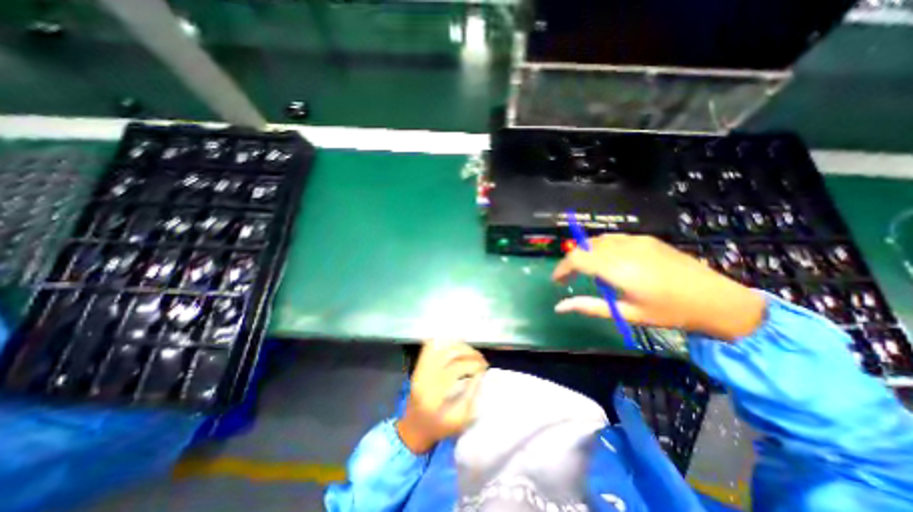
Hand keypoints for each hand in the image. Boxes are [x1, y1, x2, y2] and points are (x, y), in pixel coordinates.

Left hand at [396, 339, 488, 451]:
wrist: (414, 428)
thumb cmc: (439, 427)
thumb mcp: (460, 419)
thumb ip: (471, 394)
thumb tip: (481, 373)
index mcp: (434, 394)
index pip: (456, 367)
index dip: (473, 364)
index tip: (484, 367)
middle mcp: (424, 376)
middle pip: (449, 352)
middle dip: (469, 352)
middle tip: (481, 359)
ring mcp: (419, 368)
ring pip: (442, 346)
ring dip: (460, 346)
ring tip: (472, 354)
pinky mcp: (418, 364)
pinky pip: (431, 346)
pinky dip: (445, 343)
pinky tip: (457, 348)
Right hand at [552, 234, 764, 339]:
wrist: (718, 299)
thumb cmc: (670, 312)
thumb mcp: (627, 314)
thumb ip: (589, 307)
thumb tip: (559, 306)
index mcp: (618, 269)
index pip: (576, 259)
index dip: (561, 268)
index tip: (557, 281)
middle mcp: (624, 249)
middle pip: (583, 247)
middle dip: (571, 262)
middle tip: (570, 278)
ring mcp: (636, 241)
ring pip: (597, 240)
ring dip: (586, 253)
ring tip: (589, 272)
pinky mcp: (646, 239)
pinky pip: (613, 238)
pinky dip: (602, 248)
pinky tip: (610, 262)